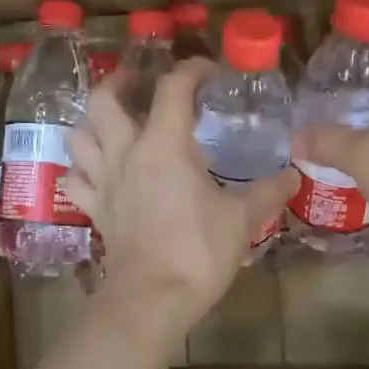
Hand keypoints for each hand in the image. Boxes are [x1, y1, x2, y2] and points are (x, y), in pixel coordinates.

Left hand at [66, 59, 297, 319]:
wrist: (152, 298)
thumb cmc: (199, 250)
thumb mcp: (242, 218)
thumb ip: (267, 192)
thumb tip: (293, 175)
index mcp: (165, 144)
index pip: (173, 87)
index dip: (191, 70)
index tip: (209, 72)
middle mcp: (126, 152)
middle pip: (104, 100)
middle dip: (120, 82)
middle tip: (139, 84)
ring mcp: (103, 180)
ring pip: (79, 135)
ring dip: (93, 123)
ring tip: (113, 124)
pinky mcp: (94, 209)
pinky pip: (75, 179)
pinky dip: (81, 169)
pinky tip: (96, 172)